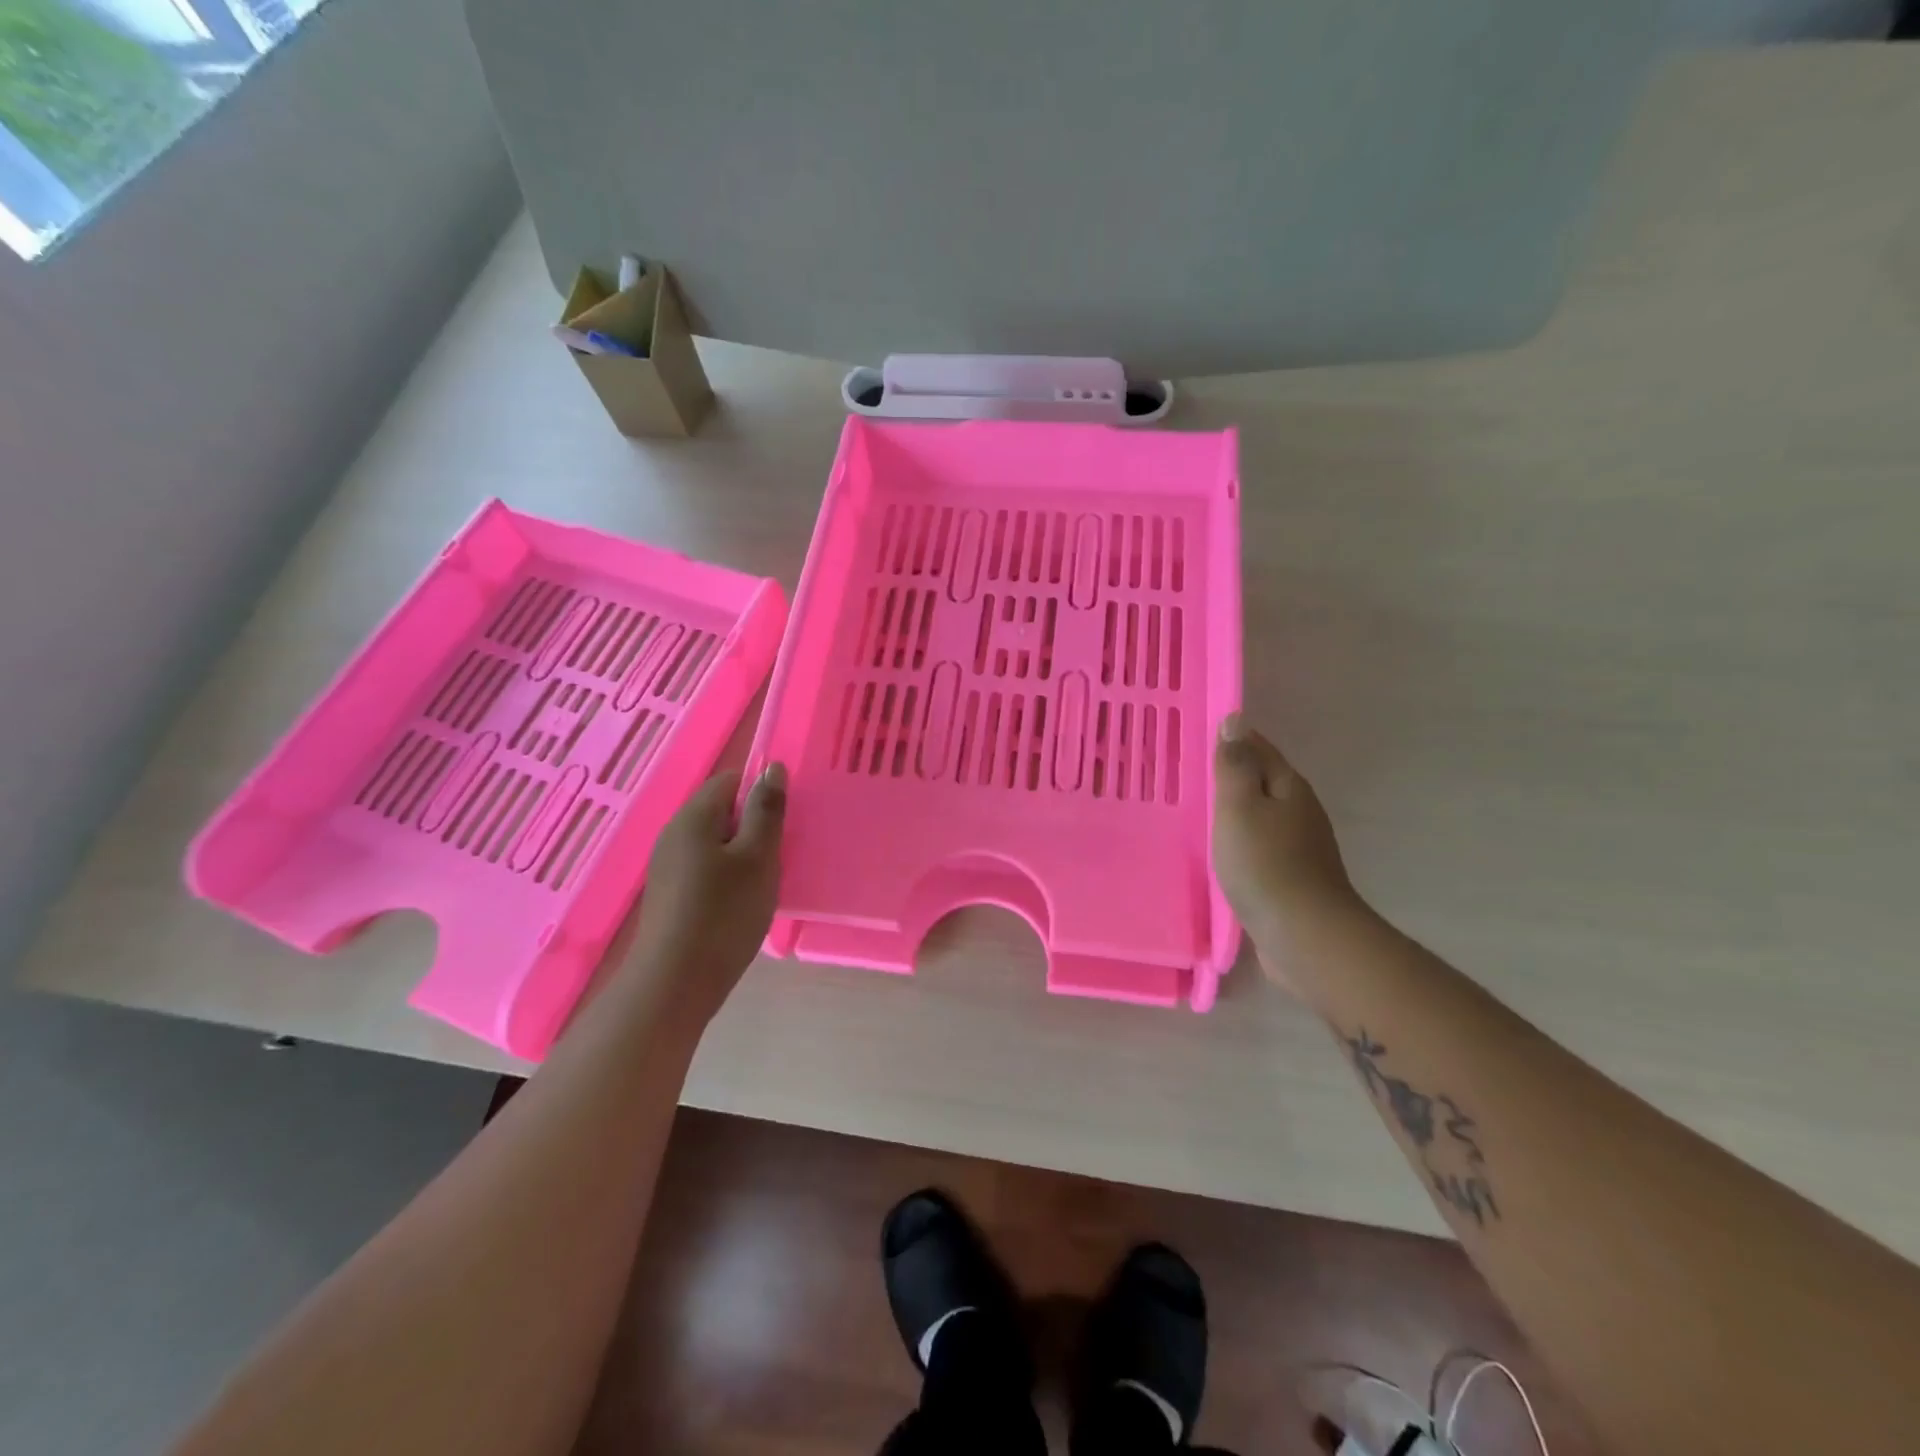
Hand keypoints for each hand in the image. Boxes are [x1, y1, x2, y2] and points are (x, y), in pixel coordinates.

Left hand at [613, 762, 786, 1029]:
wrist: (673, 984)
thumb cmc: (724, 914)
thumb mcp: (758, 857)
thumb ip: (767, 810)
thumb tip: (772, 767)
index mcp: (694, 816)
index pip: (732, 779)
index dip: (761, 792)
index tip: (785, 822)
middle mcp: (674, 833)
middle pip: (722, 811)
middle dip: (755, 826)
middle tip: (780, 856)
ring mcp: (668, 865)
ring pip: (716, 842)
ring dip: (744, 854)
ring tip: (765, 883)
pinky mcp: (670, 894)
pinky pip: (706, 868)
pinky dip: (728, 877)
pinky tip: (742, 904)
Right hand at [1212, 715, 1359, 976]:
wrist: (1304, 936)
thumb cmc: (1265, 864)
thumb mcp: (1240, 807)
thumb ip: (1235, 765)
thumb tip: (1236, 720)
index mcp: (1289, 787)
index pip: (1258, 748)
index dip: (1231, 740)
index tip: (1197, 737)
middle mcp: (1300, 811)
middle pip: (1262, 781)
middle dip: (1231, 774)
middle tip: (1189, 772)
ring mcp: (1300, 847)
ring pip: (1261, 815)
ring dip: (1235, 810)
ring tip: (1198, 809)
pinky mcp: (1292, 879)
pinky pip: (1260, 847)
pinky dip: (1240, 841)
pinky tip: (1222, 851)